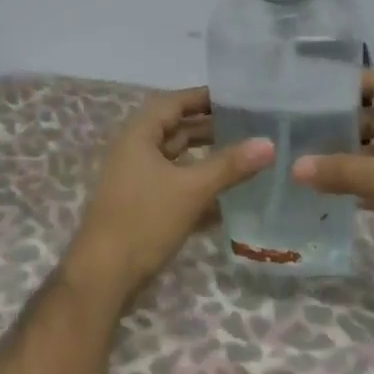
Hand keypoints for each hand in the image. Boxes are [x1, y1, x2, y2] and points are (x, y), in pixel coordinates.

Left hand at [68, 87, 274, 299]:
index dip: (203, 97)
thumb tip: (269, 143)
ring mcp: (138, 182)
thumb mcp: (191, 189)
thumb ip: (230, 165)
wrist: (105, 276)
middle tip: (249, 127)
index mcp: (138, 137)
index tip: (237, 97)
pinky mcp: (143, 208)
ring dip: (207, 158)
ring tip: (245, 157)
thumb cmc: (144, 221)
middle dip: (210, 128)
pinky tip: (229, 196)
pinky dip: (199, 186)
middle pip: (175, 131)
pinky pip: (176, 187)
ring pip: (177, 161)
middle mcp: (135, 153)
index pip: (172, 103)